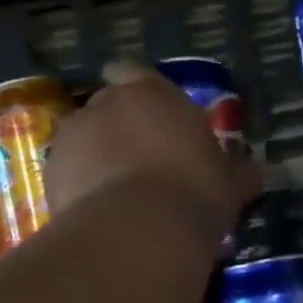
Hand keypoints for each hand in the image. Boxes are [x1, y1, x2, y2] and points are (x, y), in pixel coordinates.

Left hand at [46, 62, 262, 244]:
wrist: (137, 231)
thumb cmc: (194, 190)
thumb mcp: (230, 183)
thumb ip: (237, 170)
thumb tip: (252, 170)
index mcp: (151, 92)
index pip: (133, 71)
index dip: (137, 90)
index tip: (148, 113)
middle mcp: (107, 103)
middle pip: (108, 106)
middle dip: (120, 127)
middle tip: (141, 160)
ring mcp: (73, 135)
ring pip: (84, 138)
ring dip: (96, 155)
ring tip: (116, 191)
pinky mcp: (51, 171)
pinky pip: (68, 171)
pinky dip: (78, 184)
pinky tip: (98, 212)